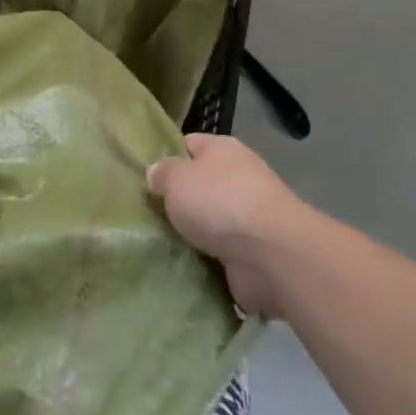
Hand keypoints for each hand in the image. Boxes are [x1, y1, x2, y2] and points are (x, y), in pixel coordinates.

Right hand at [147, 134, 308, 316]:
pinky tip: (182, 269)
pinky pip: (220, 255)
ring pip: (209, 223)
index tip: (145, 179)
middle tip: (148, 216)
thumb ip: (161, 174)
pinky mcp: (255, 253)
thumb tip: (156, 175)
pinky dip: (206, 263)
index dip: (166, 158)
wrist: (271, 254)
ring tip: (159, 246)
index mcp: (222, 149)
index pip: (188, 145)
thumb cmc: (219, 202)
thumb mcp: (176, 178)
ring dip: (191, 237)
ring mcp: (249, 217)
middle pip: (198, 186)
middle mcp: (238, 177)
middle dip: (177, 203)